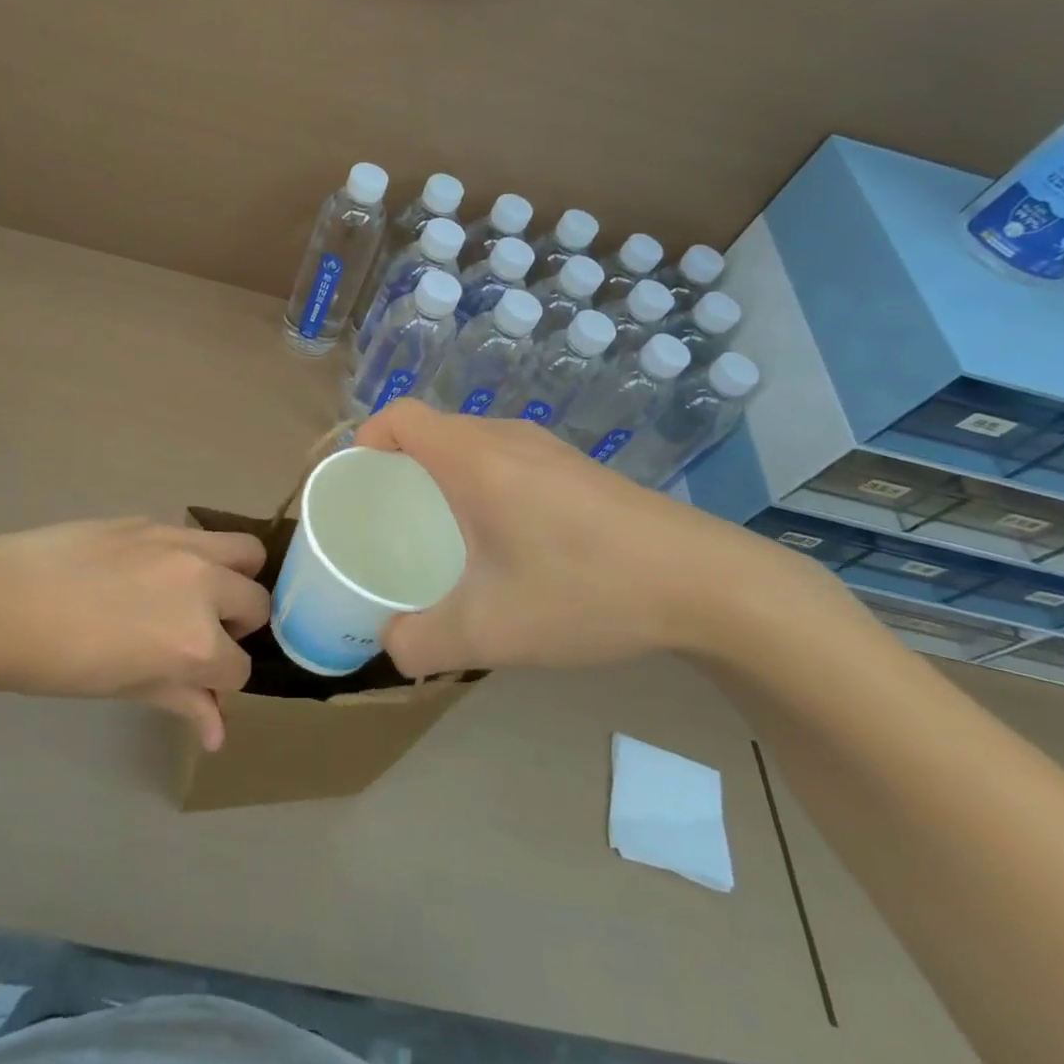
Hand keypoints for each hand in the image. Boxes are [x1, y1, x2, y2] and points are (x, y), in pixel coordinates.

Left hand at [0, 519, 268, 749]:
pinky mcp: (157, 521)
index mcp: (197, 643)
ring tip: (201, 591)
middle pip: (258, 604)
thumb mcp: (127, 688)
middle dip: (238, 627)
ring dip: (236, 577)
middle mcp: (204, 587)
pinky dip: (196, 556)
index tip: (199, 681)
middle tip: (201, 634)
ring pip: (246, 552)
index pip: (240, 668)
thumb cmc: (61, 663)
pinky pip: (198, 536)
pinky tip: (154, 570)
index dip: (221, 680)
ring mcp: (183, 546)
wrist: (4, 601)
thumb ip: (182, 702)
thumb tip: (218, 735)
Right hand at [354, 400, 809, 676]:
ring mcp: (547, 448)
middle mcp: (506, 438)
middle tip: (388, 521)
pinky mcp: (576, 467)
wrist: (707, 583)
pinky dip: (479, 483)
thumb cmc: (586, 591)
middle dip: (397, 467)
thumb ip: (423, 644)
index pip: (399, 417)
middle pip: (431, 430)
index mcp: (474, 459)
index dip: (364, 440)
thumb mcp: (492, 632)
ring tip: (439, 533)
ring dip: (441, 476)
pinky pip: (504, 458)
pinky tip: (501, 540)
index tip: (356, 487)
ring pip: (469, 444)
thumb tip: (390, 646)